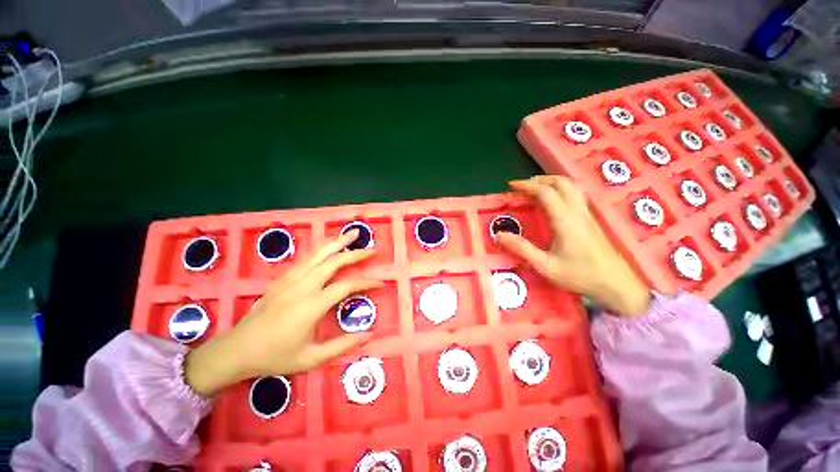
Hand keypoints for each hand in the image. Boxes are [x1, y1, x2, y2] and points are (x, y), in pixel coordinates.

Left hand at [185, 230, 380, 396]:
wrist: (237, 349)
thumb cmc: (275, 356)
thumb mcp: (311, 359)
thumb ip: (342, 345)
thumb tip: (369, 334)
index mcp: (311, 305)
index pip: (346, 286)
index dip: (366, 283)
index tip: (380, 283)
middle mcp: (303, 286)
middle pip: (334, 262)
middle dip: (355, 253)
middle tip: (371, 250)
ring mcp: (291, 279)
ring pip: (319, 254)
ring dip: (338, 242)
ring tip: (353, 233)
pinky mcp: (283, 278)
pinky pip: (308, 258)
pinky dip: (323, 248)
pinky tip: (330, 246)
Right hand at [497, 175, 650, 316]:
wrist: (617, 284)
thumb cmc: (580, 275)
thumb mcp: (545, 266)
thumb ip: (521, 249)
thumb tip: (499, 235)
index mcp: (565, 220)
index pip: (545, 192)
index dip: (526, 186)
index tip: (511, 186)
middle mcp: (577, 211)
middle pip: (561, 183)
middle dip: (539, 180)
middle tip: (522, 186)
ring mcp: (587, 214)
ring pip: (571, 186)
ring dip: (552, 182)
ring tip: (536, 189)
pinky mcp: (592, 219)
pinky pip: (576, 194)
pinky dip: (561, 189)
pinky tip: (555, 200)